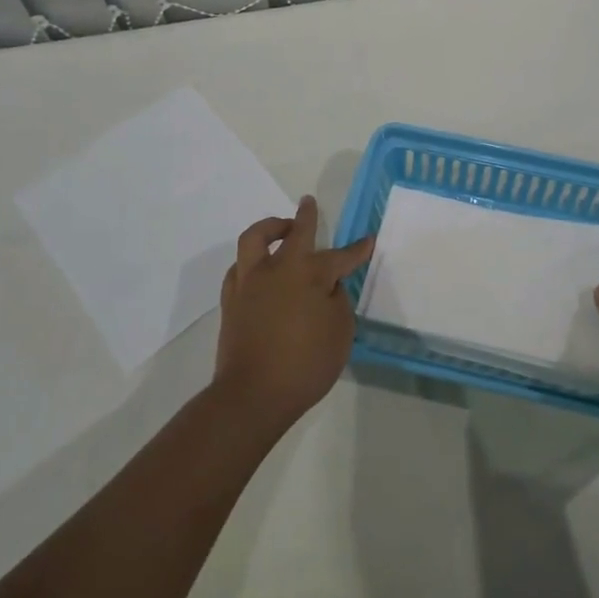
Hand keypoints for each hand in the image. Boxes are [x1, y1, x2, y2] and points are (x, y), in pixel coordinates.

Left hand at [215, 196, 373, 433]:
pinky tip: (259, 268)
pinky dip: (251, 260)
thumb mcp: (339, 333)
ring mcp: (250, 281)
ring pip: (256, 238)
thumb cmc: (305, 364)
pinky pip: (239, 267)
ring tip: (281, 229)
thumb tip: (328, 286)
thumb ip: (337, 301)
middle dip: (306, 216)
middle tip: (309, 203)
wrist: (253, 394)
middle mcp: (278, 268)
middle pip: (295, 232)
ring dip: (270, 227)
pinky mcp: (231, 299)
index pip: (340, 256)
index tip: (368, 240)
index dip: (357, 249)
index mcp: (309, 274)